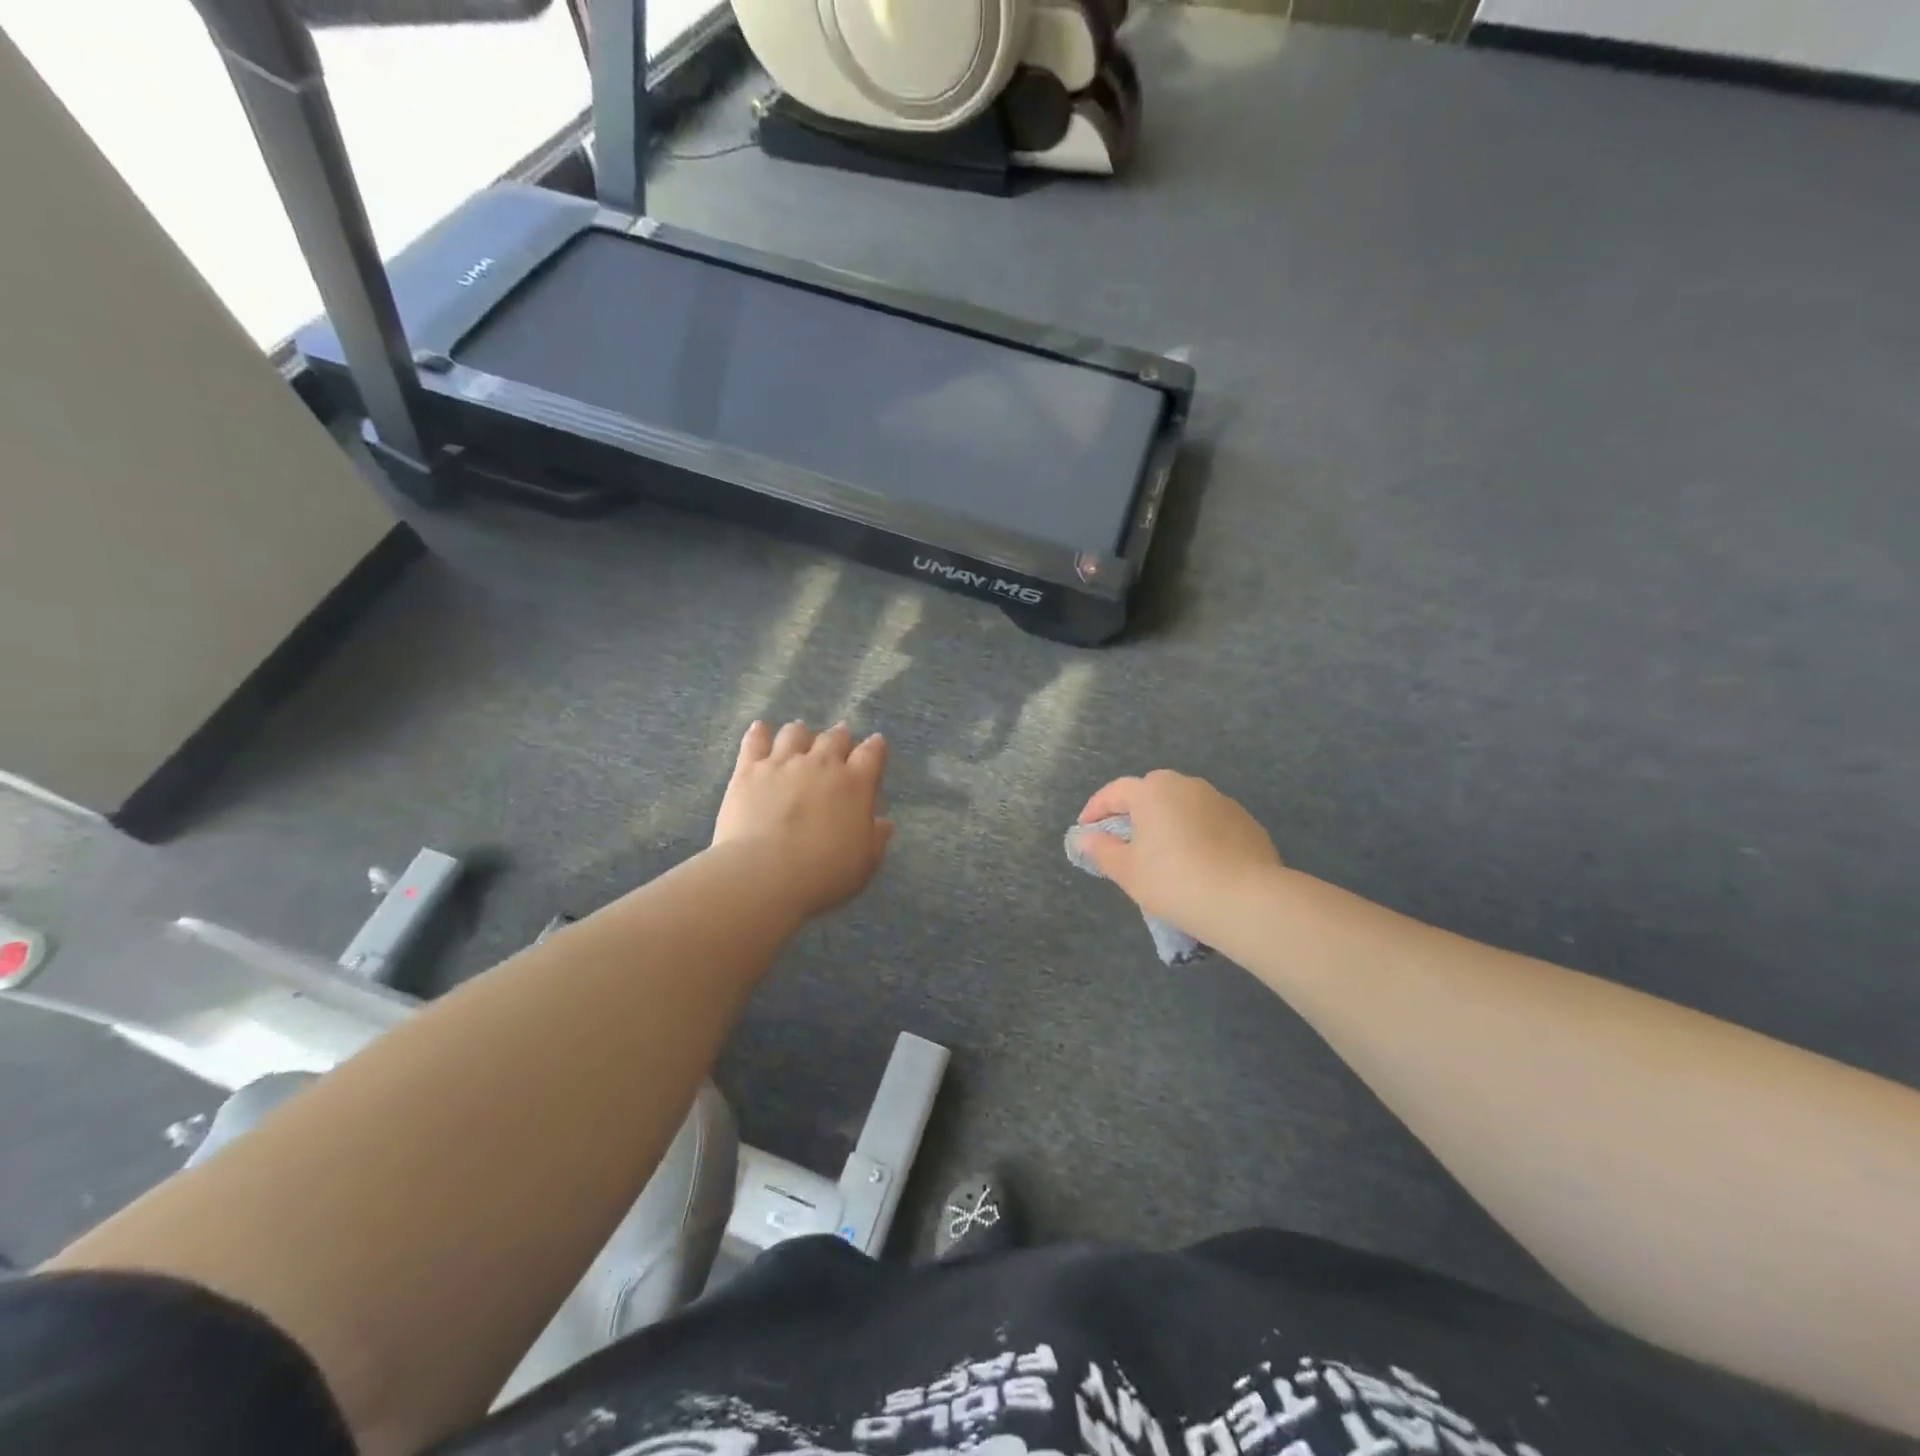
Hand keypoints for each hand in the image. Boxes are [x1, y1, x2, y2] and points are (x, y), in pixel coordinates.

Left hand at [713, 720, 893, 918]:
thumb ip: (875, 839)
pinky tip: (761, 729)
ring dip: (801, 733)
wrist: (763, 875)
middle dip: (839, 737)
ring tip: (800, 736)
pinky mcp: (749, 770)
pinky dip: (760, 733)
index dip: (875, 747)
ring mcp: (783, 763)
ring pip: (795, 733)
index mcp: (855, 784)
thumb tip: (884, 824)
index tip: (876, 745)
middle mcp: (822, 764)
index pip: (871, 754)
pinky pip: (756, 741)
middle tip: (838, 741)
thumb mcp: (863, 864)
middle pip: (834, 737)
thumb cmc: (822, 874)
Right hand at [1075, 771, 1281, 939]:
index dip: (1095, 810)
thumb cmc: (1174, 881)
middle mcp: (1186, 785)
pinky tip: (1197, 862)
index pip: (1114, 792)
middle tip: (1124, 840)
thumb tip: (1086, 838)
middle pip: (1151, 793)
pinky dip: (1196, 835)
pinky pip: (1209, 822)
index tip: (1085, 830)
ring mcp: (1220, 801)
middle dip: (1133, 812)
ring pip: (1183, 806)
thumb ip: (1101, 850)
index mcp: (1152, 790)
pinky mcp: (1246, 822)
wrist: (1247, 901)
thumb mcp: (1127, 870)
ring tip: (1162, 853)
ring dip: (1168, 822)